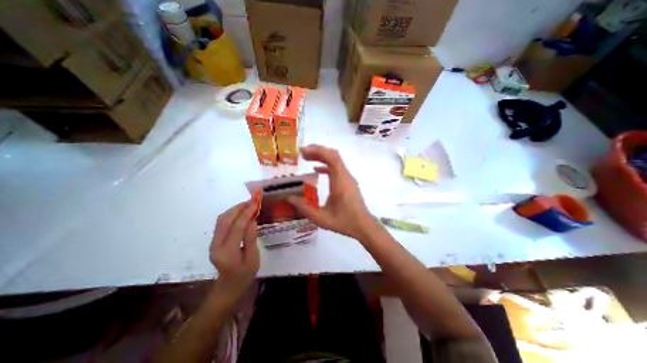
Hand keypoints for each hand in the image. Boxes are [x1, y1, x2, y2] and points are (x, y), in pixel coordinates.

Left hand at [207, 201, 257, 297]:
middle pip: (225, 220)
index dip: (246, 213)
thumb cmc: (244, 275)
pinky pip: (221, 223)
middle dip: (238, 208)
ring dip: (234, 209)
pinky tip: (241, 212)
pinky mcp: (214, 240)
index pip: (237, 227)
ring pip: (221, 219)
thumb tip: (252, 220)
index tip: (256, 203)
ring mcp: (213, 242)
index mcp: (227, 252)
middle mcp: (216, 245)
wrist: (228, 287)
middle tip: (252, 201)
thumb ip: (251, 239)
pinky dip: (231, 214)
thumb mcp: (253, 259)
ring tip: (248, 204)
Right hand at [288, 143, 373, 239]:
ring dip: (321, 156)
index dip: (317, 151)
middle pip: (333, 155)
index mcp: (340, 182)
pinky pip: (337, 168)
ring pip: (336, 160)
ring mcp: (348, 178)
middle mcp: (346, 176)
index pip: (332, 158)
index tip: (302, 152)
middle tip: (302, 153)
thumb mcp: (321, 218)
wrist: (364, 226)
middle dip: (317, 151)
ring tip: (306, 158)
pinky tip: (316, 170)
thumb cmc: (344, 222)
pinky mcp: (348, 182)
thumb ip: (304, 208)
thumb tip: (289, 198)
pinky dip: (326, 165)